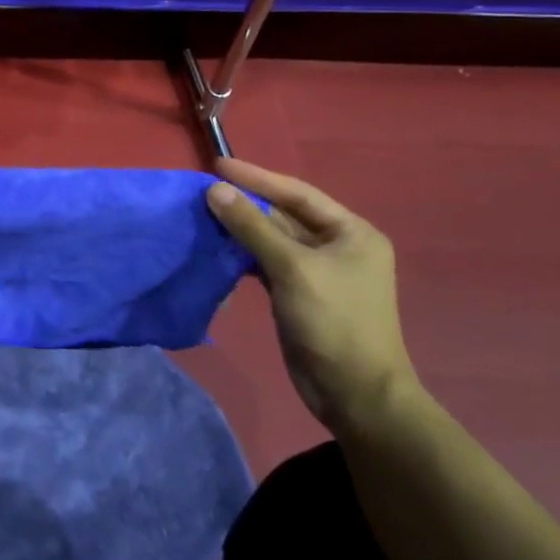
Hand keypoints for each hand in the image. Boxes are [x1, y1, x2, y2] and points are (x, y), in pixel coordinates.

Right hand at [205, 156, 418, 435]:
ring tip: (204, 213)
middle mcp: (338, 246)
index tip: (218, 165)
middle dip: (246, 203)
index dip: (257, 177)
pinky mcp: (299, 293)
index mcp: (352, 232)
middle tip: (204, 190)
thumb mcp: (292, 267)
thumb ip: (252, 226)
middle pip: (284, 214)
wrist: (355, 394)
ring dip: (241, 228)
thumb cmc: (334, 322)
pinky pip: (267, 262)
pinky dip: (243, 254)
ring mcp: (318, 271)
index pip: (297, 193)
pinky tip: (217, 247)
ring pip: (272, 239)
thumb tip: (214, 190)